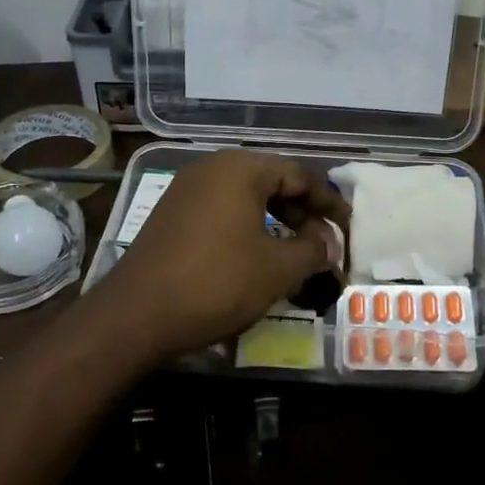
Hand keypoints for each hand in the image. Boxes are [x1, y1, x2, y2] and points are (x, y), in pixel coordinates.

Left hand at [94, 150, 347, 362]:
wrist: (137, 315)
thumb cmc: (217, 283)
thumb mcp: (277, 269)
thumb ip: (313, 250)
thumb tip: (328, 242)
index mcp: (240, 169)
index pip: (299, 175)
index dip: (329, 203)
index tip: (347, 230)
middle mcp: (211, 168)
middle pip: (271, 182)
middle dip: (302, 213)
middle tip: (323, 244)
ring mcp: (186, 191)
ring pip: (245, 199)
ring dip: (276, 223)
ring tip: (296, 254)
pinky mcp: (171, 215)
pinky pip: (221, 212)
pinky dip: (247, 229)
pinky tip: (257, 257)